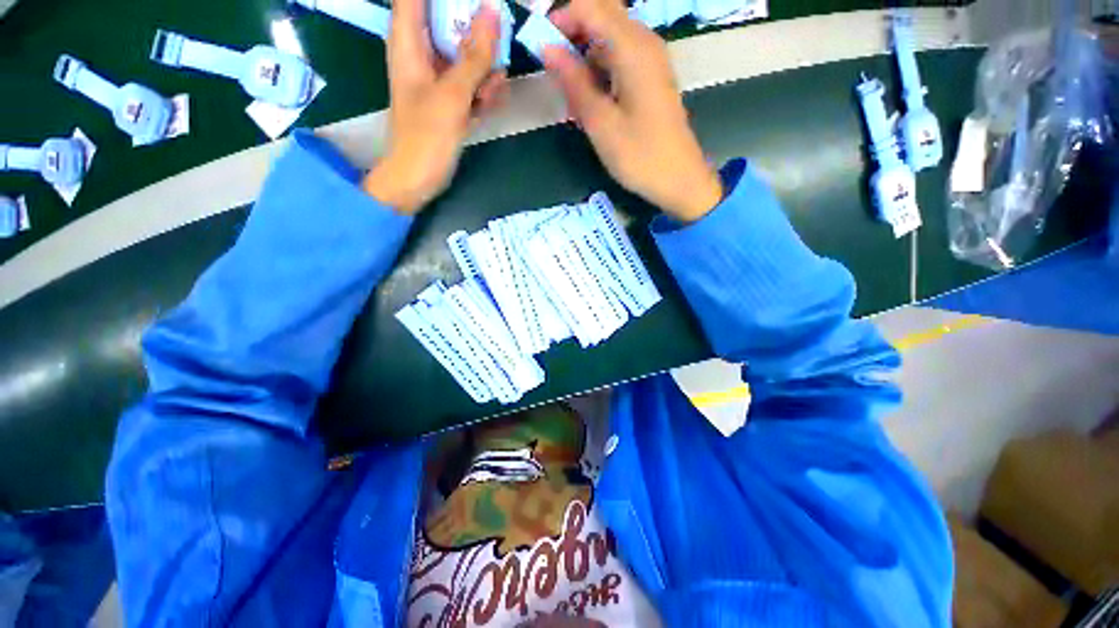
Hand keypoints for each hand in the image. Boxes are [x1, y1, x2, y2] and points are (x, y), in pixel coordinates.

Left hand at [363, 0, 508, 214]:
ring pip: (465, 53)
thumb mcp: (453, 93)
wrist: (419, 179)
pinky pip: (469, 81)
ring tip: (491, 91)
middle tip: (495, 49)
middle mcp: (421, 53)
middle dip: (476, 34)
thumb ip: (474, 55)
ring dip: (484, 69)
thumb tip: (492, 10)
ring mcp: (436, 77)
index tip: (473, 5)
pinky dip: (482, 90)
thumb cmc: (427, 136)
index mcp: (409, 41)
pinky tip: (489, 103)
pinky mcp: (448, 99)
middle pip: (449, 20)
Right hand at [542, 0, 721, 221]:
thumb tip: (547, 48)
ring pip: (609, 36)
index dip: (560, 19)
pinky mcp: (651, 77)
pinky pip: (619, 57)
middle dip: (571, 33)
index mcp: (633, 48)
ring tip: (571, 94)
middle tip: (554, 70)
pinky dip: (599, 69)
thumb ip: (574, 82)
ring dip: (584, 55)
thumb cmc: (640, 156)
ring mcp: (650, 59)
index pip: (590, 6)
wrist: (679, 179)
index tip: (541, 48)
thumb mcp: (601, 124)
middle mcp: (644, 42)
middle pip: (601, 14)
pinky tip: (591, 99)